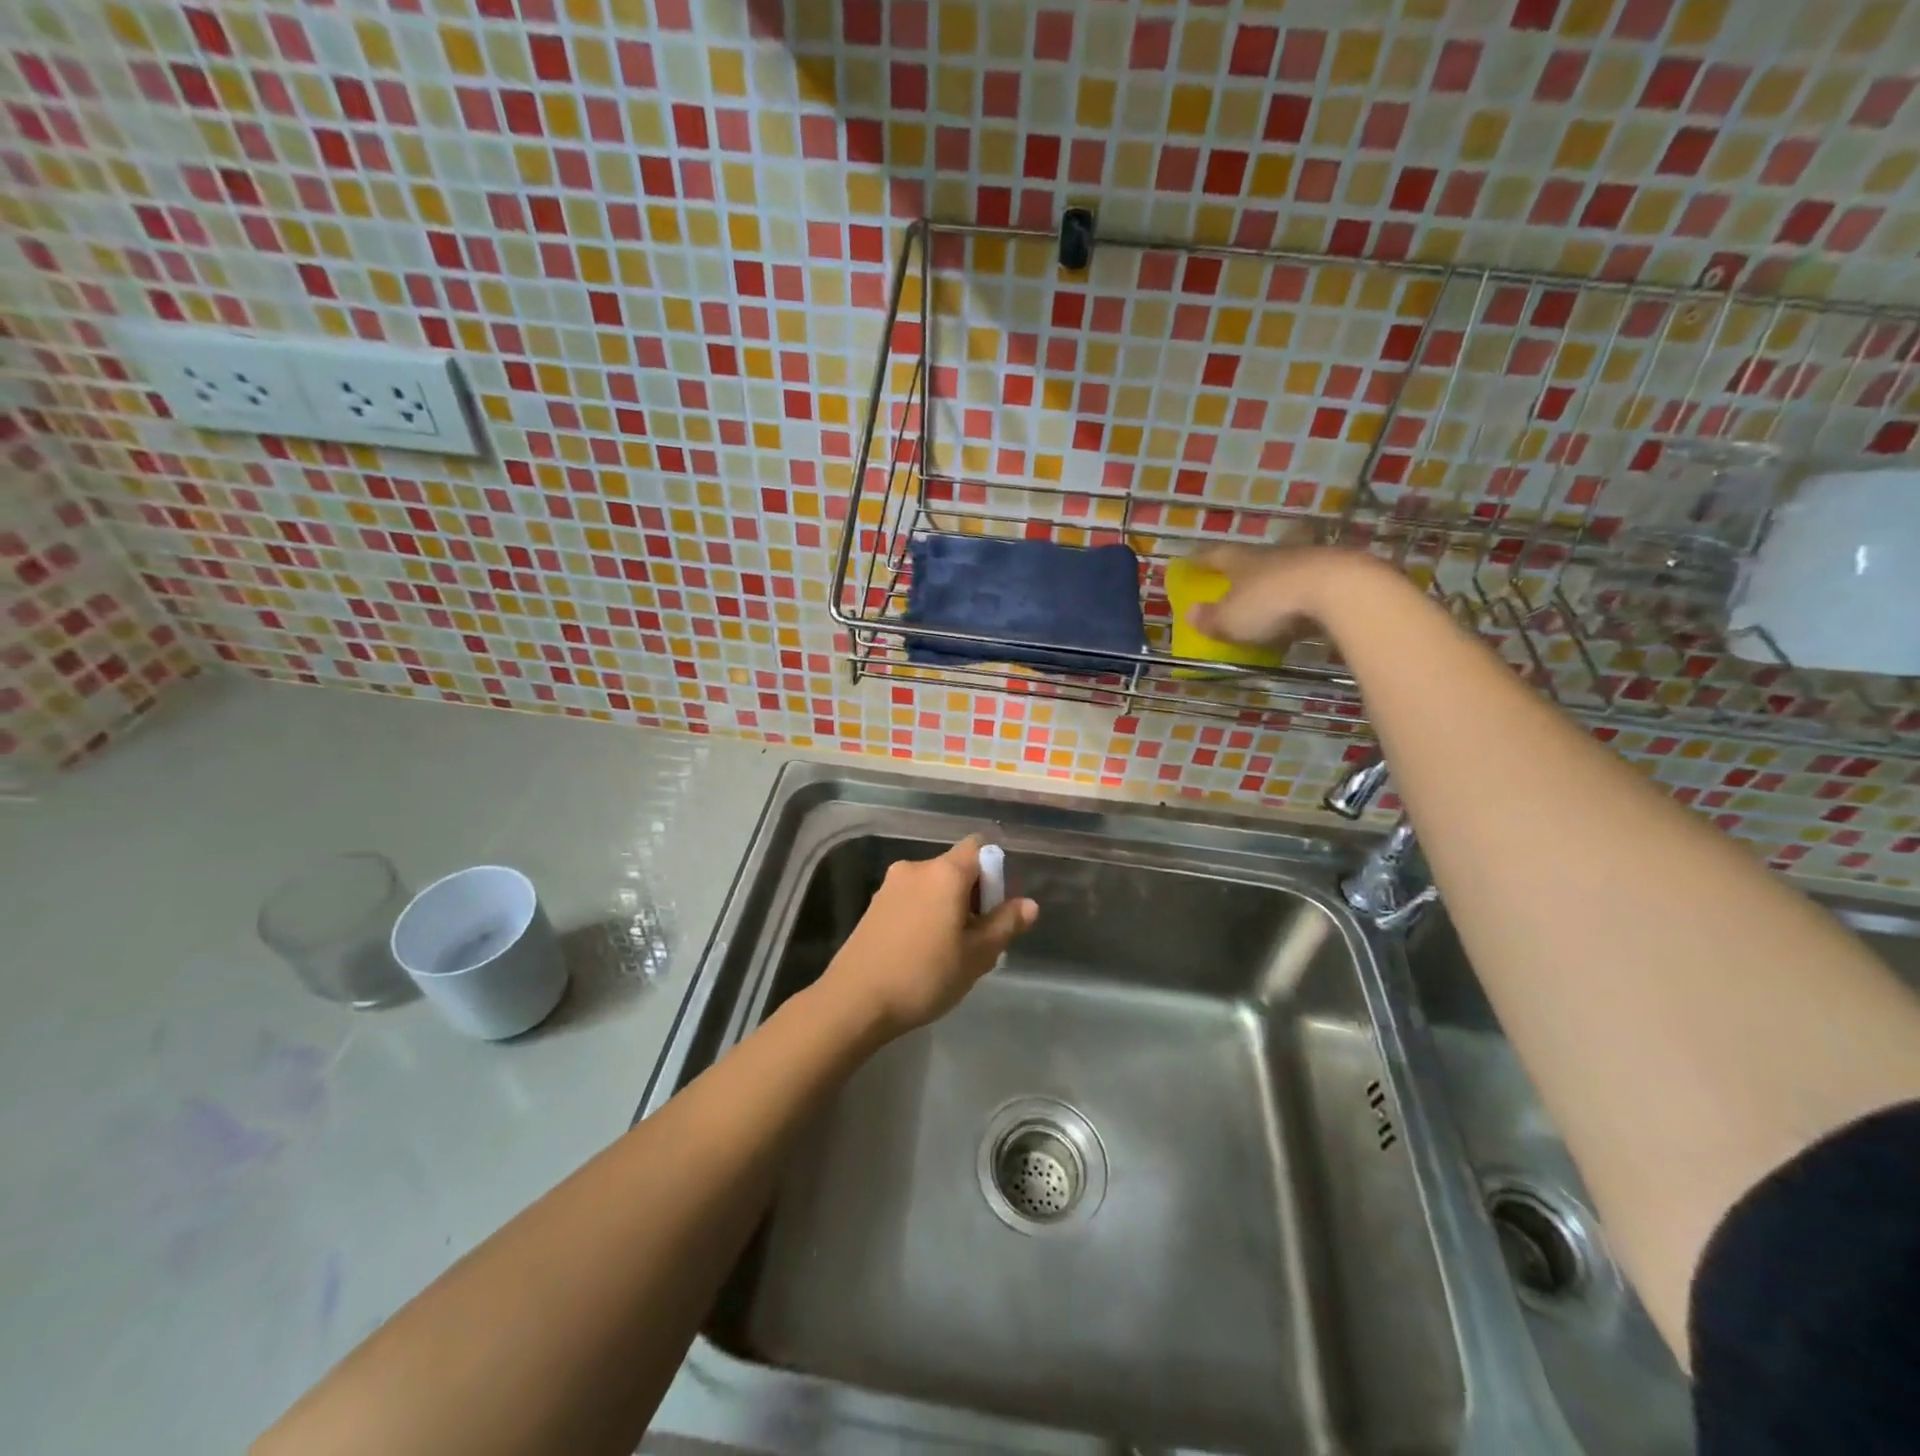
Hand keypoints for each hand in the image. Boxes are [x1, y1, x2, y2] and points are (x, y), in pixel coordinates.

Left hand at [818, 835, 1037, 1039]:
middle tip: (978, 940)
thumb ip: (1005, 924)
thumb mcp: (976, 955)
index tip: (996, 909)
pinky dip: (925, 916)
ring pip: (934, 887)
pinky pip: (912, 900)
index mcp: (945, 872)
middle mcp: (916, 868)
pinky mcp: (874, 906)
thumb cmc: (924, 975)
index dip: (996, 872)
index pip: (980, 847)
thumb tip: (1029, 904)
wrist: (854, 1001)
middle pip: (956, 868)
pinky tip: (922, 954)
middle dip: (974, 896)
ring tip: (950, 953)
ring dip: (949, 908)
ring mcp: (890, 886)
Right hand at [1185, 544, 1370, 646]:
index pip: (1215, 556)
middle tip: (1230, 584)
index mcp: (1242, 560)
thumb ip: (1210, 618)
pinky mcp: (1336, 574)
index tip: (1190, 562)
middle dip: (1240, 572)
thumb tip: (1190, 613)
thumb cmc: (1271, 603)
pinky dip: (1298, 597)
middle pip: (1251, 560)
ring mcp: (1307, 561)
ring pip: (1282, 570)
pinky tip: (1299, 612)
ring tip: (1266, 602)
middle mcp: (1272, 554)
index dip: (1201, 560)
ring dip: (1273, 584)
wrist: (1339, 590)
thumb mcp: (1231, 619)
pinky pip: (1308, 585)